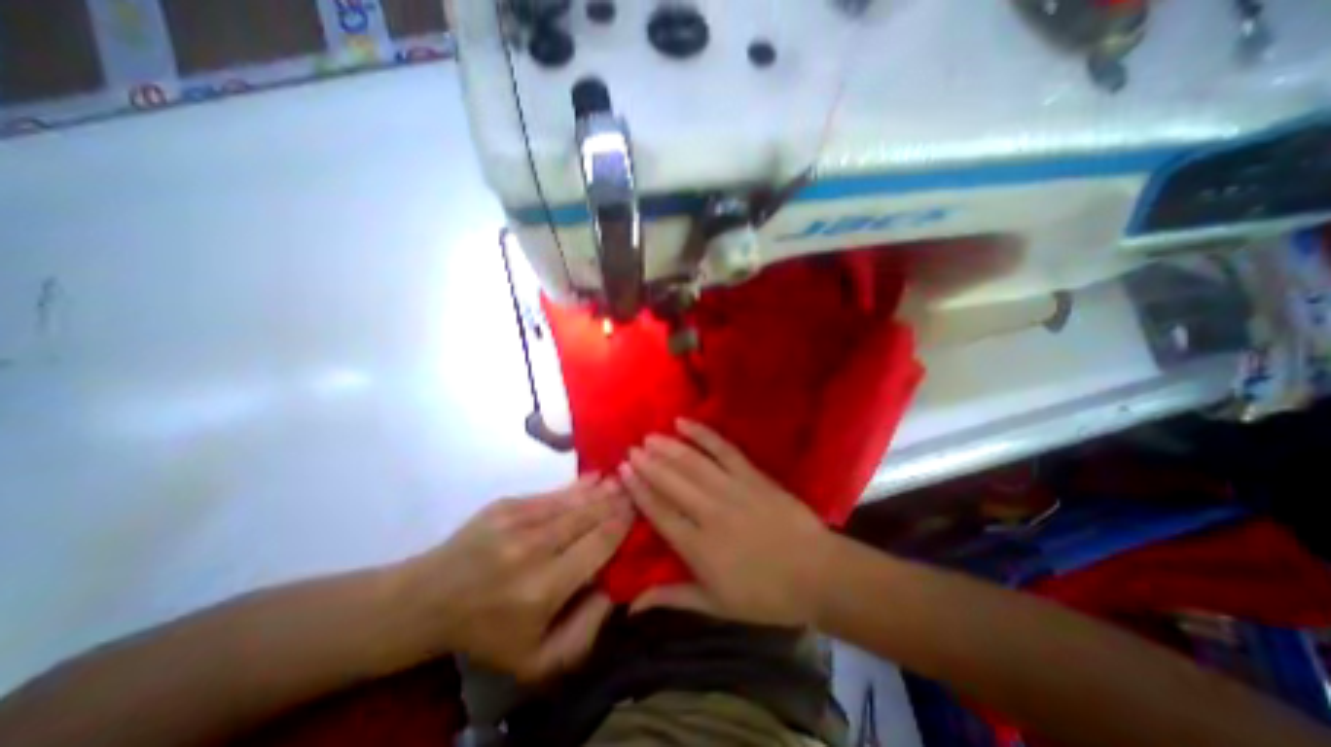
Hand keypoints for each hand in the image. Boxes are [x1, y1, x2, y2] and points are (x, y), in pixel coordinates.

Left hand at [400, 480, 632, 681]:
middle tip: (637, 488)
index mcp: (543, 589)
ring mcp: (517, 521)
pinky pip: (551, 493)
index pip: (598, 546)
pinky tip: (594, 477)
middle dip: (616, 501)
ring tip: (623, 478)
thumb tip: (615, 587)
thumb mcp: (537, 660)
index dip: (622, 525)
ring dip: (601, 489)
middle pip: (588, 517)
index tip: (640, 510)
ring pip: (572, 501)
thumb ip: (584, 632)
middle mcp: (533, 549)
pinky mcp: (505, 505)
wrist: (428, 600)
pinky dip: (577, 486)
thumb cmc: (488, 632)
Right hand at [619, 422, 835, 625]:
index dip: (639, 490)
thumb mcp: (716, 606)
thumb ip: (672, 598)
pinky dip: (702, 433)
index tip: (623, 472)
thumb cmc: (766, 596)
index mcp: (698, 547)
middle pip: (671, 482)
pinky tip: (684, 422)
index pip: (660, 512)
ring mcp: (732, 489)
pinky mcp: (751, 474)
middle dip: (648, 464)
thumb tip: (631, 606)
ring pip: (692, 463)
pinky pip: (723, 448)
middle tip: (631, 449)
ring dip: (668, 447)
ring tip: (649, 437)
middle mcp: (710, 513)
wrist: (817, 574)